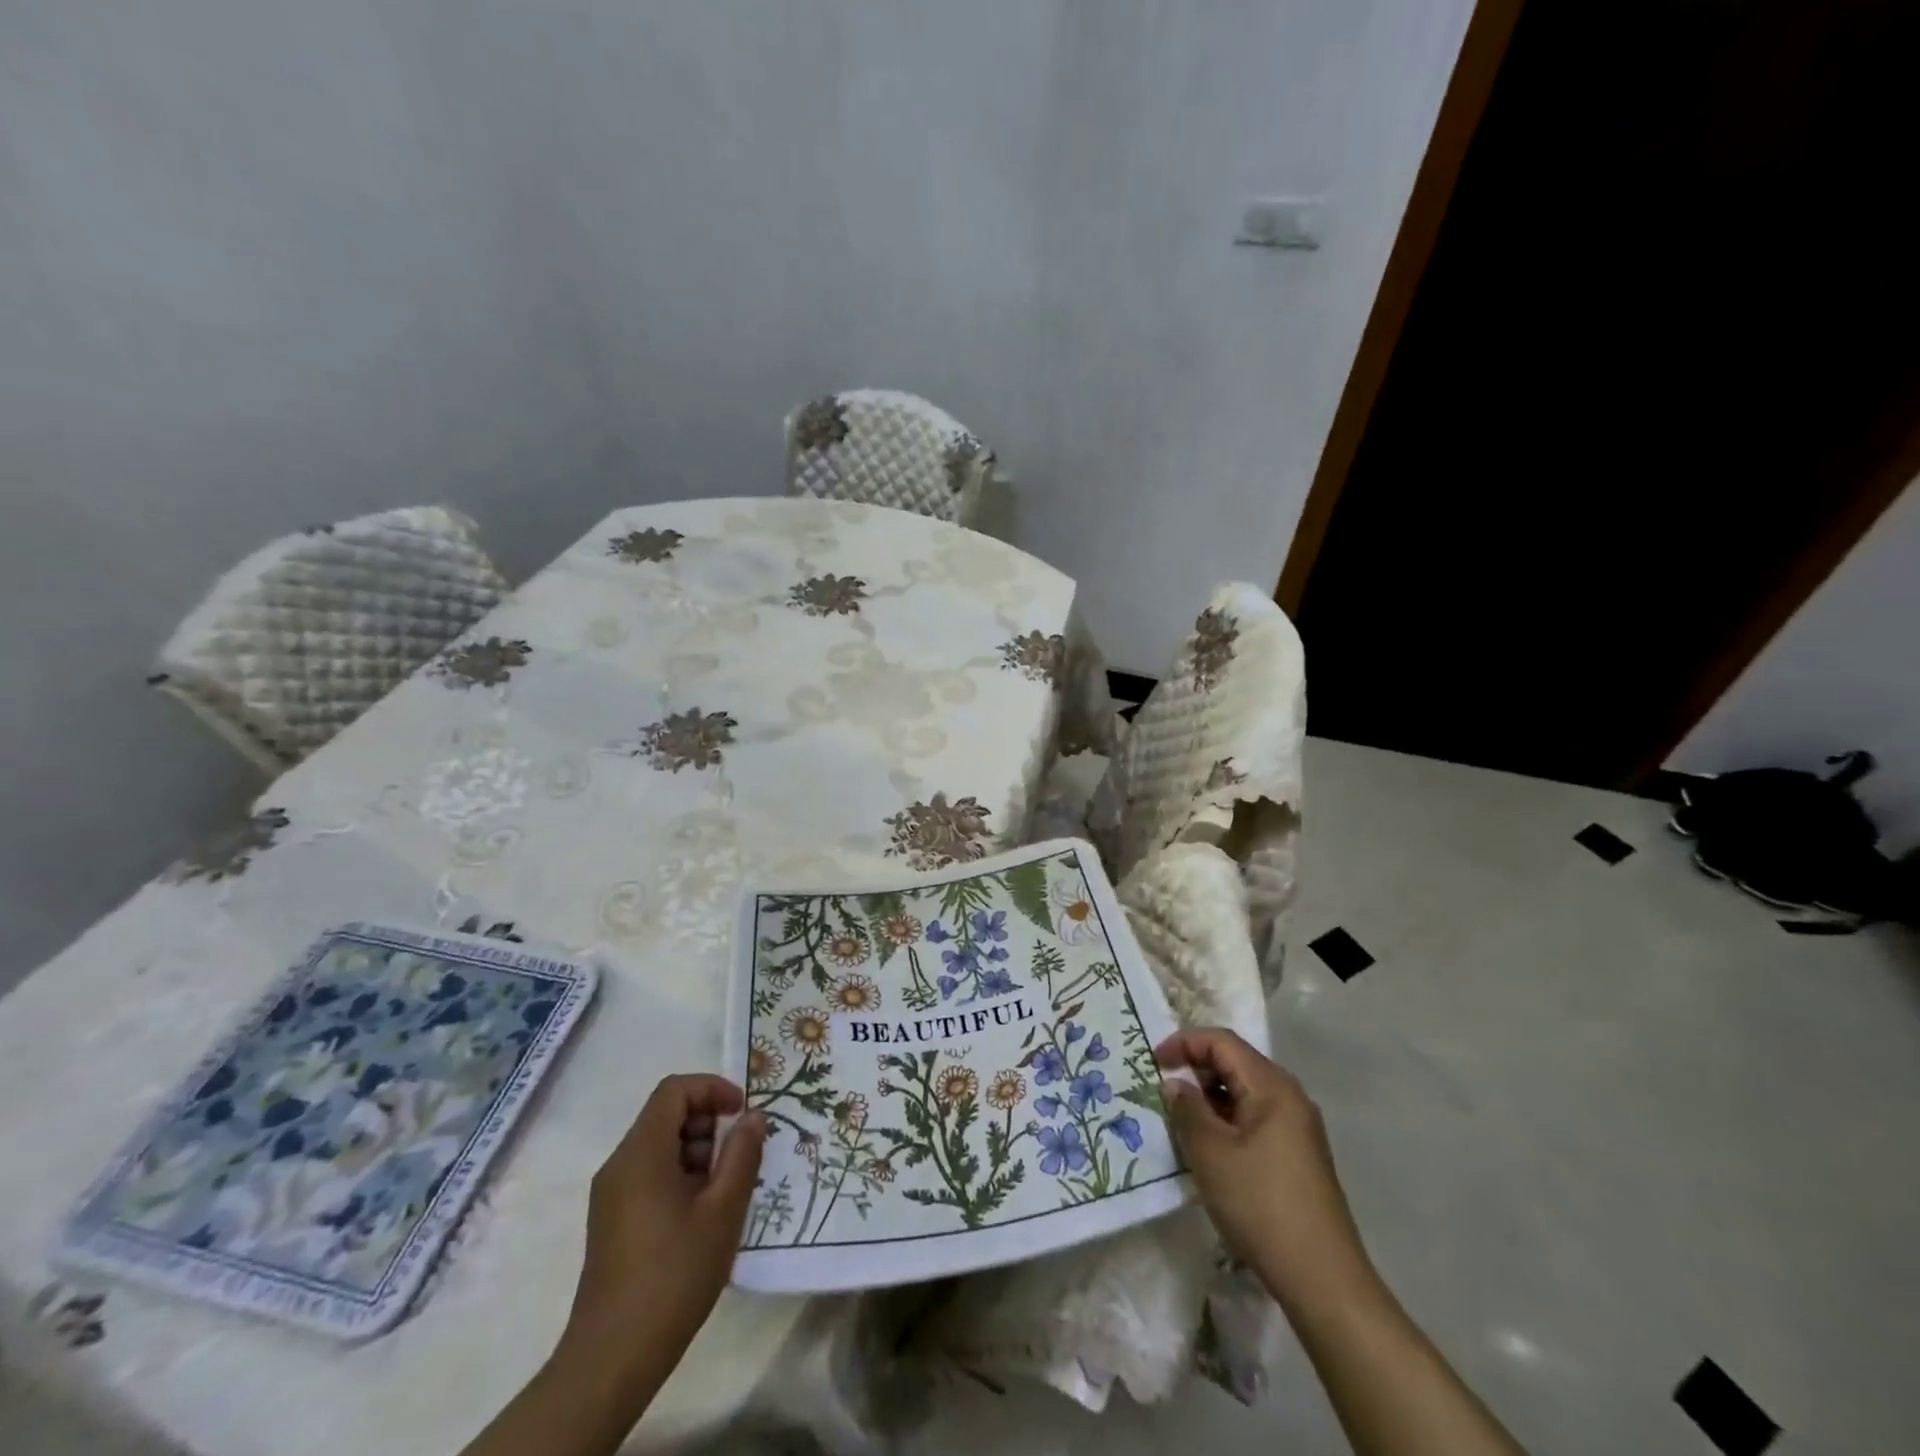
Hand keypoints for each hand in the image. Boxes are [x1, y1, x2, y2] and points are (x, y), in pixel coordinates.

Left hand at [559, 1075, 766, 1374]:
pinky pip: (650, 1174)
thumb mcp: (723, 1211)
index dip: (712, 1089)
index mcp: (641, 1153)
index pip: (674, 1090)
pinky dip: (682, 1175)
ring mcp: (612, 1194)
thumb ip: (742, 1155)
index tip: (743, 1114)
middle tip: (740, 1155)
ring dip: (698, 1151)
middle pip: (666, 1115)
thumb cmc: (673, 1274)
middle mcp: (620, 1164)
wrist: (613, 1358)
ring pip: (660, 1146)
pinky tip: (704, 1213)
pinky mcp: (612, 1220)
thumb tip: (754, 1116)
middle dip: (709, 1123)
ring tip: (727, 1188)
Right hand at [1156, 1028, 1371, 1312]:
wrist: (1323, 1279)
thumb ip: (1187, 1109)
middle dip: (1196, 1068)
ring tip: (1180, 1119)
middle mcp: (1289, 1097)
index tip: (1153, 1062)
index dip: (1184, 1043)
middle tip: (1162, 1089)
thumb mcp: (1210, 1153)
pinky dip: (1227, 1119)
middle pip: (1235, 1062)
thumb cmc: (1261, 1205)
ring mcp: (1298, 1127)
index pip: (1222, 1042)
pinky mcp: (1298, 1154)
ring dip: (1210, 1097)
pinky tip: (1209, 1146)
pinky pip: (1255, 1117)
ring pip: (1245, 1092)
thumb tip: (1176, 1084)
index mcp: (1272, 1086)